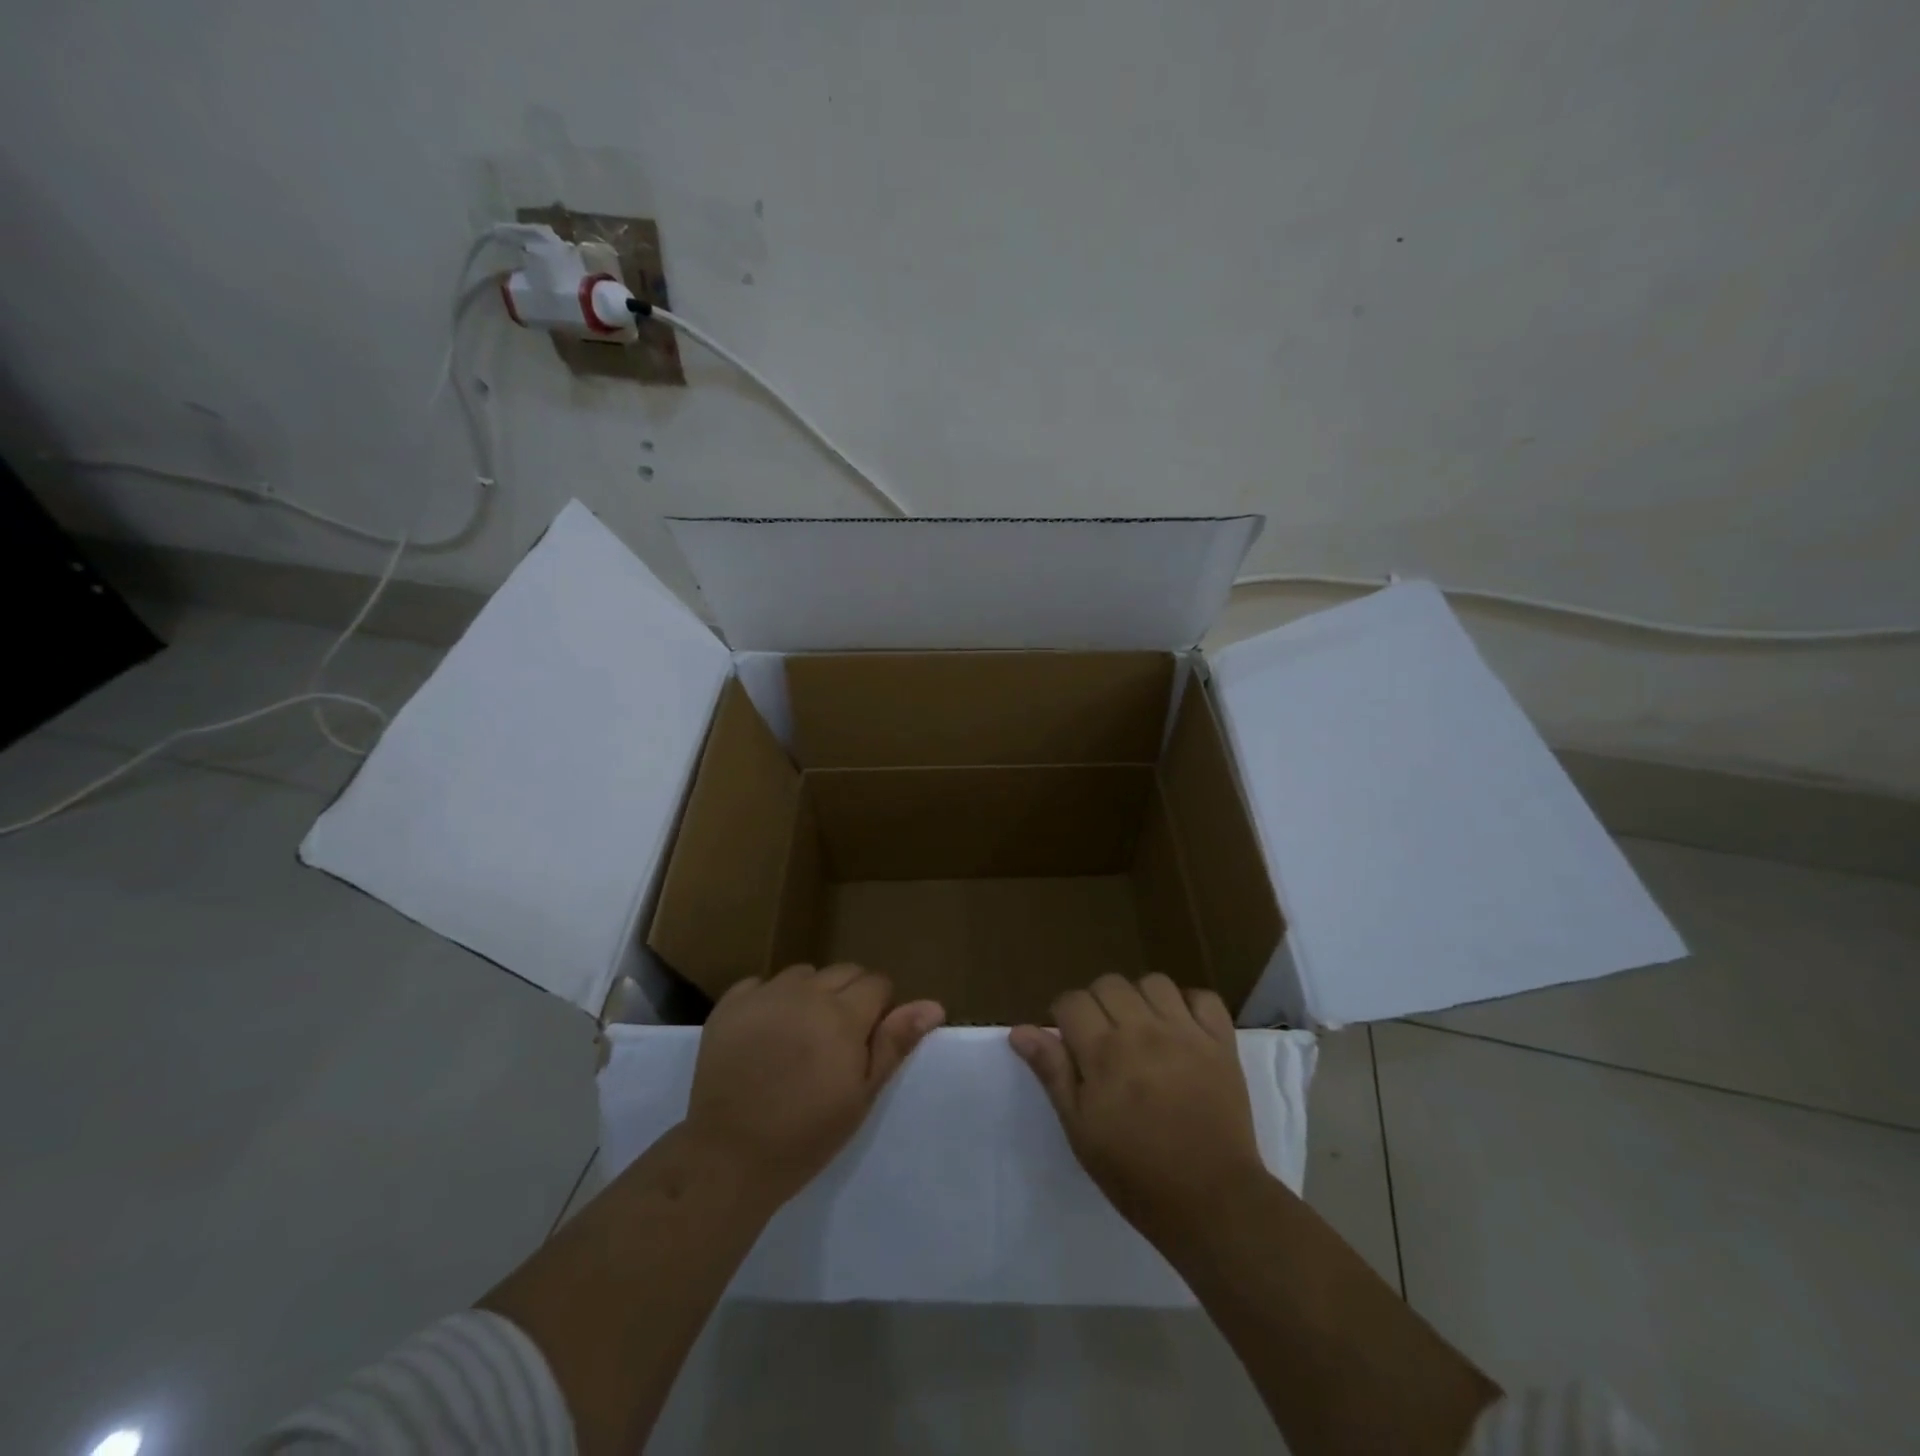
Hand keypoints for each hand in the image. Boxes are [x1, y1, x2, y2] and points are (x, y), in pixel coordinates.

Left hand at [686, 963, 943, 1208]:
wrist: (729, 1156)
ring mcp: (765, 994)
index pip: (877, 983)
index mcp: (843, 1014)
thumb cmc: (806, 1134)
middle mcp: (806, 992)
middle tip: (837, 1040)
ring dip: (810, 994)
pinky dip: (770, 999)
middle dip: (850, 996)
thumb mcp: (861, 1095)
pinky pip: (761, 984)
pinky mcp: (730, 1004)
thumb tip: (933, 1005)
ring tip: (800, 1034)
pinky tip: (765, 1032)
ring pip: (803, 974)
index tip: (867, 1041)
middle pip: (843, 972)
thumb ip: (894, 1043)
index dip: (879, 1009)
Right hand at [1010, 973, 1263, 1244]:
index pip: (1071, 1001)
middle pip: (1109, 983)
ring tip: (1142, 1030)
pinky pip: (1204, 997)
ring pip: (1154, 982)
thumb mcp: (1081, 1130)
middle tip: (1104, 1039)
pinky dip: (1190, 1005)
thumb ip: (1053, 1073)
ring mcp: (1186, 1033)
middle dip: (1098, 1003)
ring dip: (1141, 999)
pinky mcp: (1221, 1043)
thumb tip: (1021, 1031)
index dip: (1064, 1016)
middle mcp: (1143, 1030)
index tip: (1070, 1043)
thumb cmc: (1136, 1173)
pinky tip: (1182, 1028)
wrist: (1212, 1203)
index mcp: (1104, 1052)